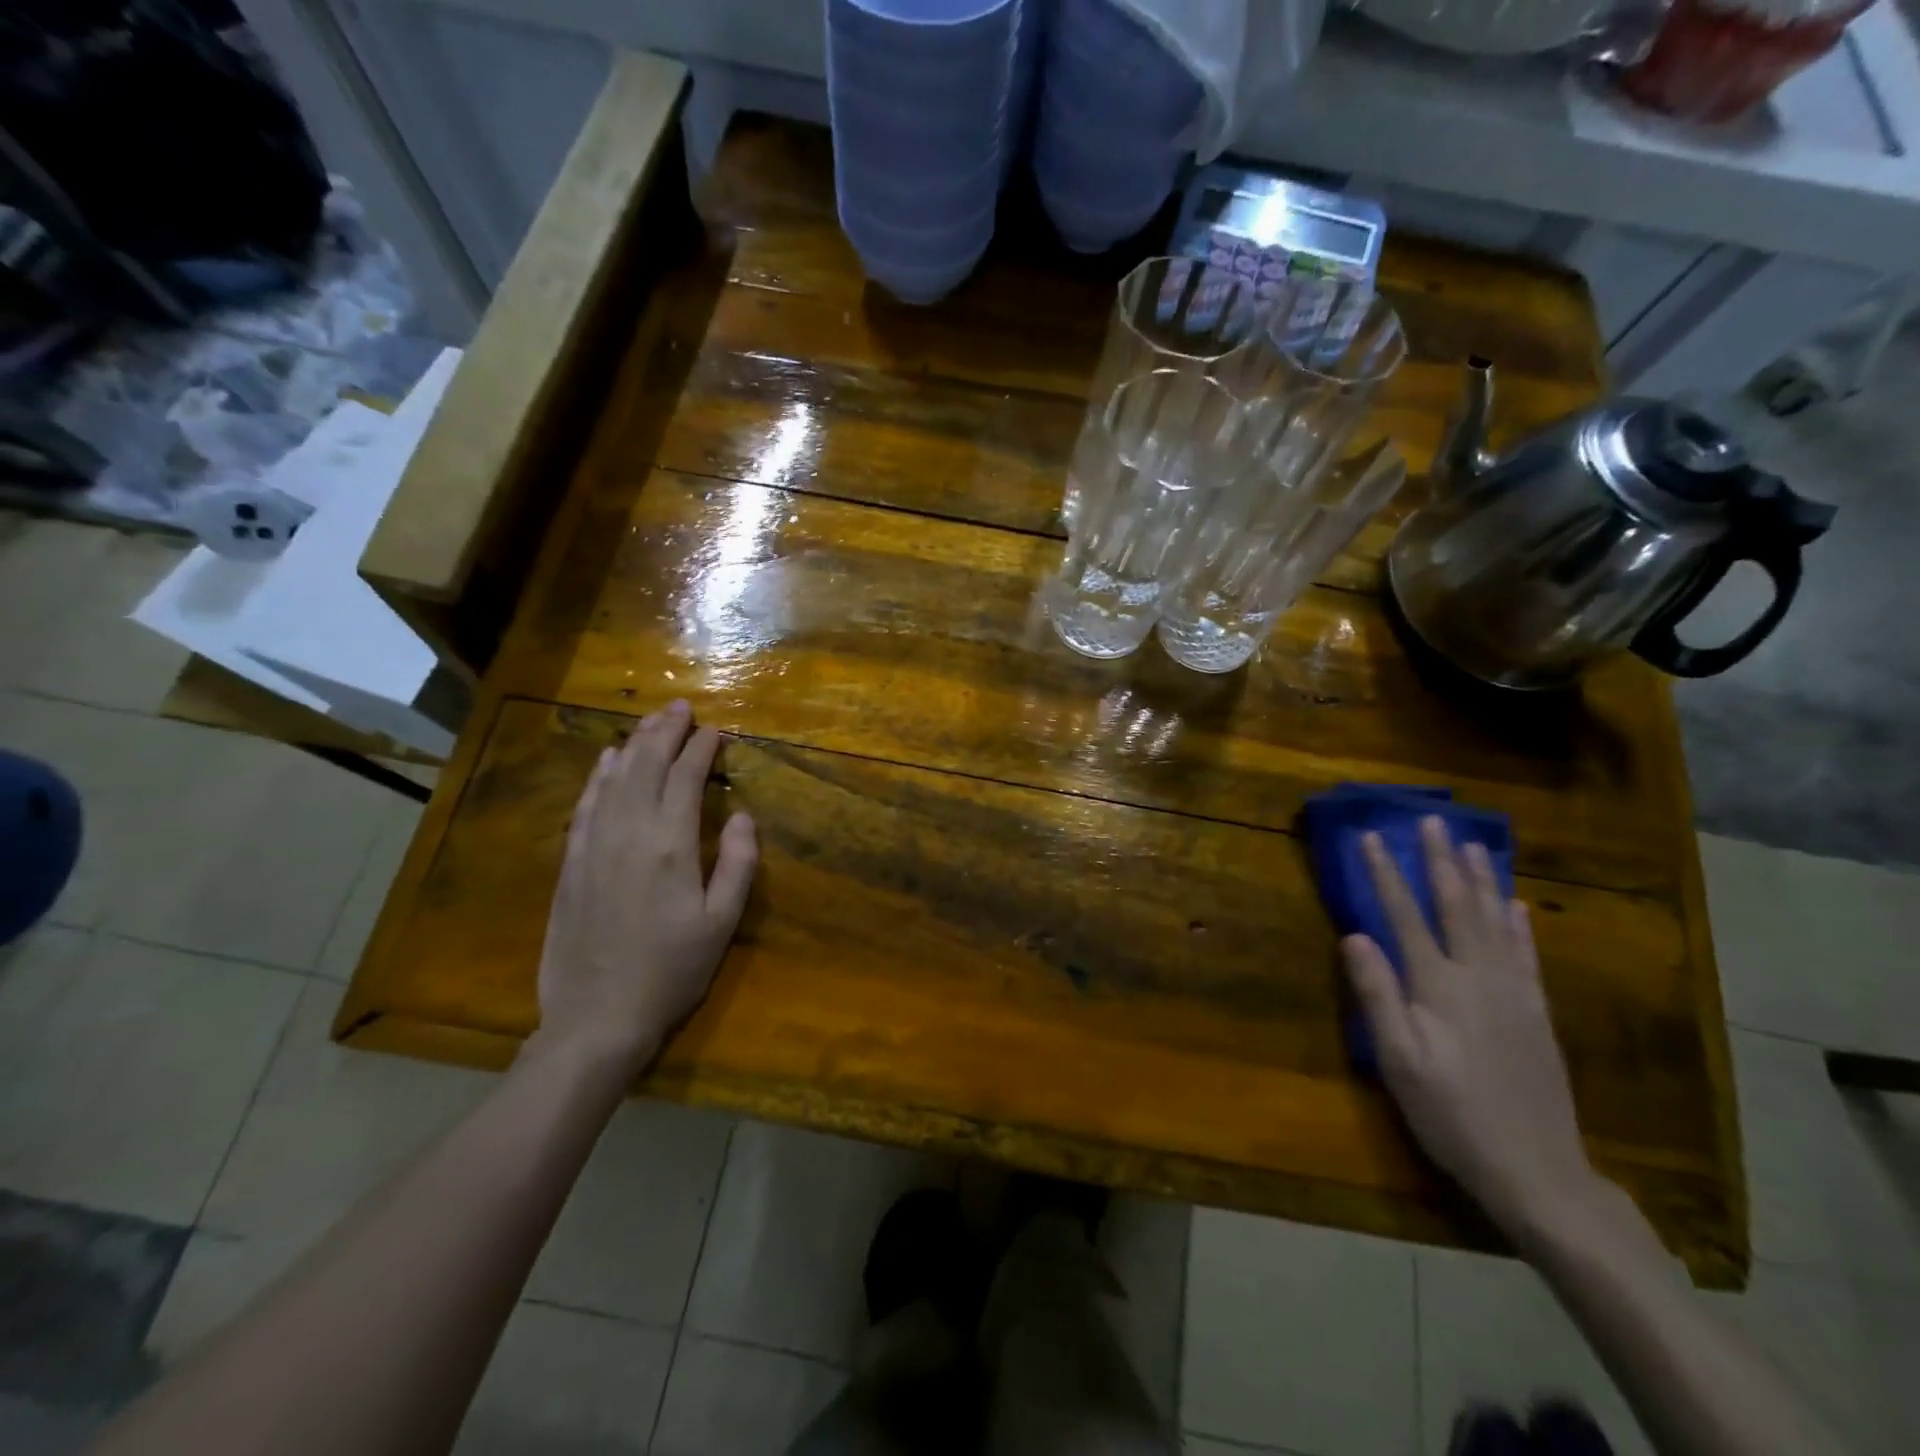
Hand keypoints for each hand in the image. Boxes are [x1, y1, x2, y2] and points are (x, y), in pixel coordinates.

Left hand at [534, 700, 757, 1077]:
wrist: (597, 1016)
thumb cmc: (671, 971)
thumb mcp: (721, 923)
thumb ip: (737, 864)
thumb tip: (742, 815)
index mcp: (670, 845)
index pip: (685, 778)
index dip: (700, 749)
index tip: (714, 730)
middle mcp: (628, 833)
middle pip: (645, 766)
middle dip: (665, 732)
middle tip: (680, 707)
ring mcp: (593, 846)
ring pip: (613, 778)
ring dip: (634, 744)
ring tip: (650, 721)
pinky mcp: (571, 863)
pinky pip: (585, 804)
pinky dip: (599, 776)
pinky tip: (607, 761)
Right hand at [1341, 817, 1600, 1242]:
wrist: (1538, 1170)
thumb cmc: (1452, 1114)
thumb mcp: (1399, 1061)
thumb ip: (1377, 995)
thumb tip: (1354, 936)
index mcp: (1439, 986)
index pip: (1404, 916)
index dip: (1385, 874)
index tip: (1371, 837)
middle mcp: (1479, 976)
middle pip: (1456, 905)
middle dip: (1441, 861)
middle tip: (1433, 820)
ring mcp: (1515, 992)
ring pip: (1496, 921)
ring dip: (1482, 879)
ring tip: (1474, 844)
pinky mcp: (1536, 1011)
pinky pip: (1527, 953)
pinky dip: (1519, 923)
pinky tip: (1516, 905)